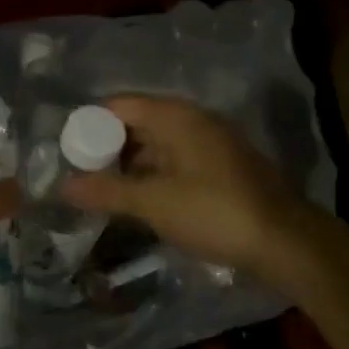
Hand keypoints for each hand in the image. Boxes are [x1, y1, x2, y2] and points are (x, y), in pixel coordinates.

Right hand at [60, 95, 314, 284]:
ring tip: (106, 194)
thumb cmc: (213, 212)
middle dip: (109, 149)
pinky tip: (143, 202)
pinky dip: (156, 176)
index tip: (69, 154)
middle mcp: (194, 120)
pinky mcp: (224, 167)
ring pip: (159, 145)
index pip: (119, 105)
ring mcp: (212, 143)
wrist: (285, 242)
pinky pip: (177, 161)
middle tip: (83, 178)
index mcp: (175, 116)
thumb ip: (106, 192)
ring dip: (132, 166)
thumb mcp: (153, 203)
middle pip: (138, 123)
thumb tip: (62, 186)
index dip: (90, 126)